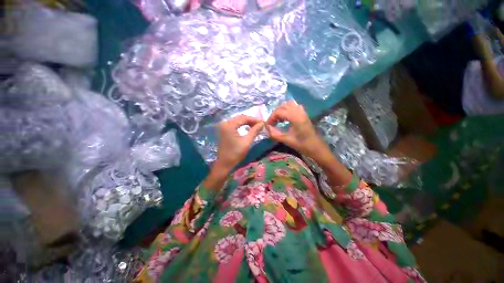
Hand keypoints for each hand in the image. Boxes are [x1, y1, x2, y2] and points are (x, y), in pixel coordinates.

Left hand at [214, 115, 263, 172]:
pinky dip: (241, 125)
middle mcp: (225, 123)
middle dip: (251, 120)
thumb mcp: (247, 142)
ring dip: (246, 122)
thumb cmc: (236, 153)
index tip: (263, 122)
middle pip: (240, 118)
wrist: (224, 163)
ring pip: (237, 120)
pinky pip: (234, 124)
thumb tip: (262, 123)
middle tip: (260, 124)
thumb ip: (254, 131)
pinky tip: (248, 128)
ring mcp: (223, 127)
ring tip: (255, 126)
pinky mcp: (223, 130)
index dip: (254, 119)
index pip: (244, 118)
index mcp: (229, 125)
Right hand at [265, 101, 330, 160]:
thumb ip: (275, 134)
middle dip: (275, 114)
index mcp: (295, 117)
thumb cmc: (302, 145)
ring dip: (281, 111)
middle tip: (272, 123)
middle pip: (283, 106)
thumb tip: (267, 127)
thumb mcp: (287, 140)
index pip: (279, 112)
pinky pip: (294, 107)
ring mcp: (303, 112)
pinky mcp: (304, 114)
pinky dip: (287, 110)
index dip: (271, 118)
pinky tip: (286, 119)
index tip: (267, 126)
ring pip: (289, 105)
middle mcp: (299, 112)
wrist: (317, 148)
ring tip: (278, 120)